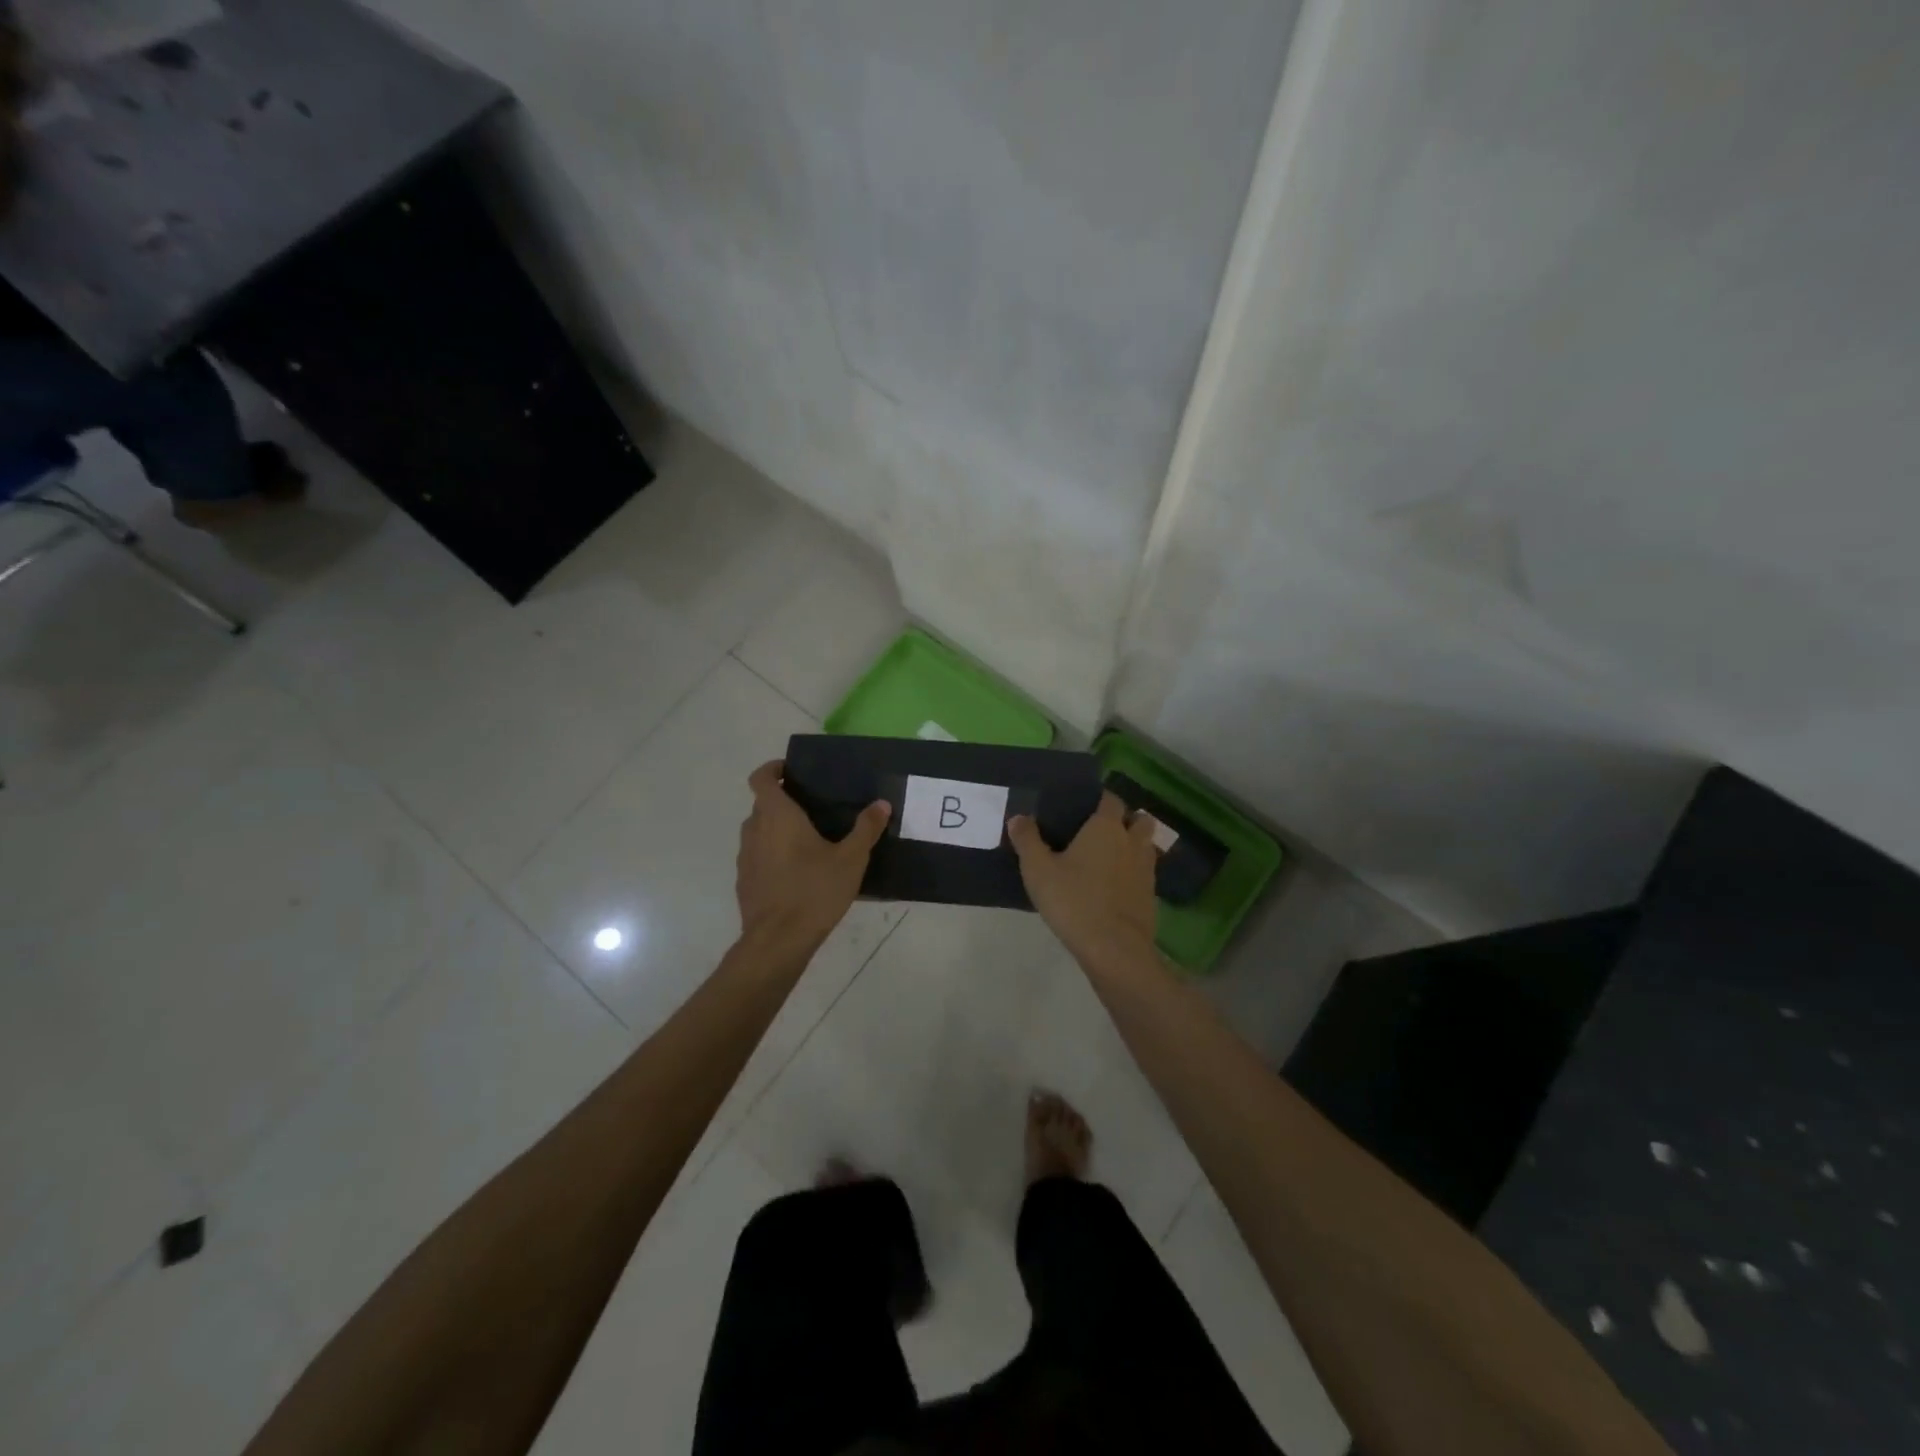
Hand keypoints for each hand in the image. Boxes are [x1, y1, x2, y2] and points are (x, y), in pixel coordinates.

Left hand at [736, 760, 889, 949]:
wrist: (778, 941)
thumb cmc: (814, 891)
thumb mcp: (850, 859)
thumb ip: (866, 829)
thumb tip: (881, 804)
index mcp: (777, 816)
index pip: (761, 778)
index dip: (772, 769)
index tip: (790, 771)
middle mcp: (755, 830)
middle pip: (762, 804)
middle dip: (782, 801)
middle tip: (812, 807)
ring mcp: (746, 857)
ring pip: (758, 831)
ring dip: (776, 829)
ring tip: (807, 840)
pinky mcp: (744, 881)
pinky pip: (757, 856)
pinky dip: (772, 855)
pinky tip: (796, 872)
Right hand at [1007, 792, 1158, 963]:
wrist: (1114, 949)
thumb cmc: (1074, 901)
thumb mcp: (1038, 870)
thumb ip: (1027, 840)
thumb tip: (1018, 817)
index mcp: (1106, 827)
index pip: (1111, 799)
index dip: (1100, 799)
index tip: (1084, 805)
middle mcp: (1132, 841)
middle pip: (1138, 819)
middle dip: (1125, 819)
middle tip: (1100, 831)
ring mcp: (1146, 869)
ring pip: (1146, 845)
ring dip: (1133, 845)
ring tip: (1108, 858)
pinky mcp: (1151, 895)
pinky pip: (1145, 873)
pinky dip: (1134, 873)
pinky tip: (1114, 886)